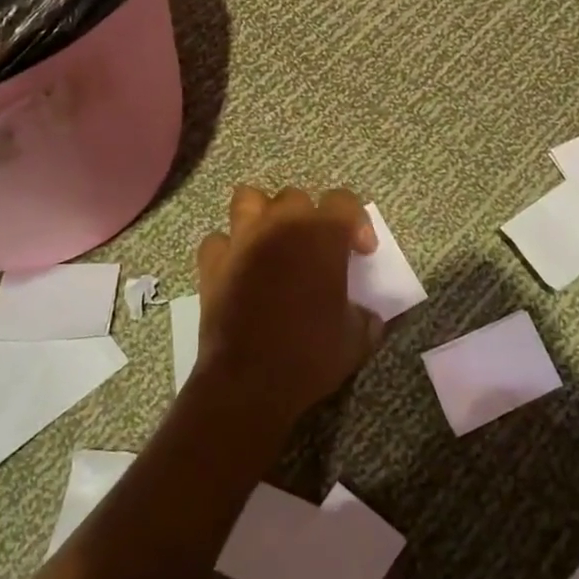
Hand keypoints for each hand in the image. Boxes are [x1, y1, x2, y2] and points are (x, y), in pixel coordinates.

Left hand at [192, 185, 384, 426]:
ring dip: (262, 215)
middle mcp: (281, 225)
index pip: (344, 201)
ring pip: (249, 199)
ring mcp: (242, 240)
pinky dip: (229, 250)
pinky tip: (238, 269)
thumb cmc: (310, 354)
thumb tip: (365, 315)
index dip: (357, 222)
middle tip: (315, 251)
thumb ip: (364, 317)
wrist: (249, 381)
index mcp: (322, 234)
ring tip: (271, 242)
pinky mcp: (212, 262)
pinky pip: (219, 240)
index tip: (361, 253)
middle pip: (296, 198)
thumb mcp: (355, 339)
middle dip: (308, 218)